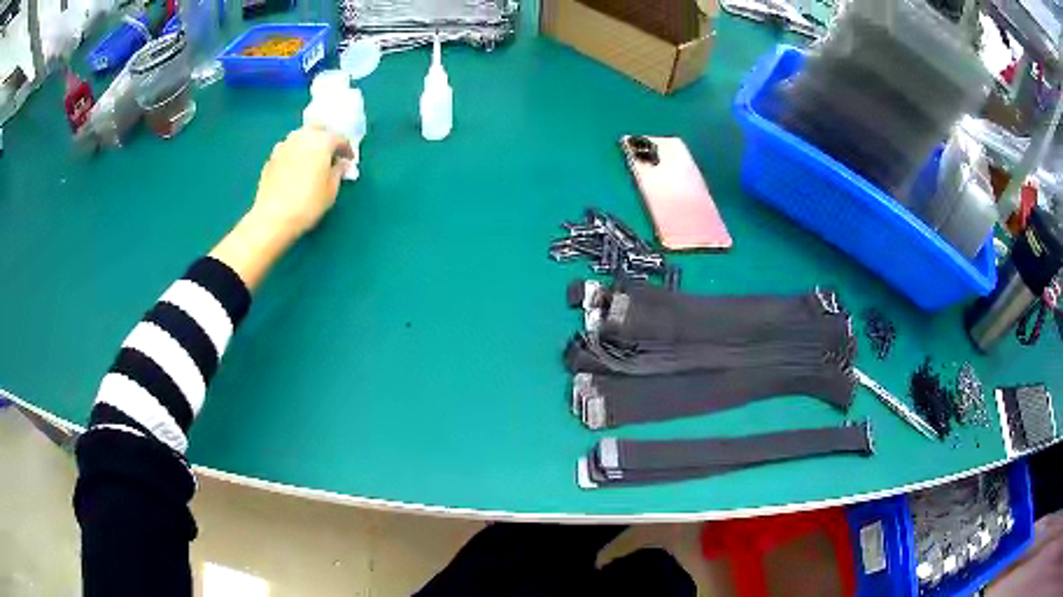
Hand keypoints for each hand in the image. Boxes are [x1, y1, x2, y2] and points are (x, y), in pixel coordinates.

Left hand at [209, 127, 352, 290]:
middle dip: (326, 139)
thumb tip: (341, 163)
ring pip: (301, 138)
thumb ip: (339, 171)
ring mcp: (284, 146)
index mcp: (322, 141)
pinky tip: (295, 171)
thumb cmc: (308, 203)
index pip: (340, 138)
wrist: (273, 218)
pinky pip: (288, 151)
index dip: (347, 149)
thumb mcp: (331, 190)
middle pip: (318, 130)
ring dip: (308, 145)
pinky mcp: (271, 159)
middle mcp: (302, 137)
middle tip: (330, 155)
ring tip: (312, 162)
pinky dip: (294, 155)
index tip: (349, 161)